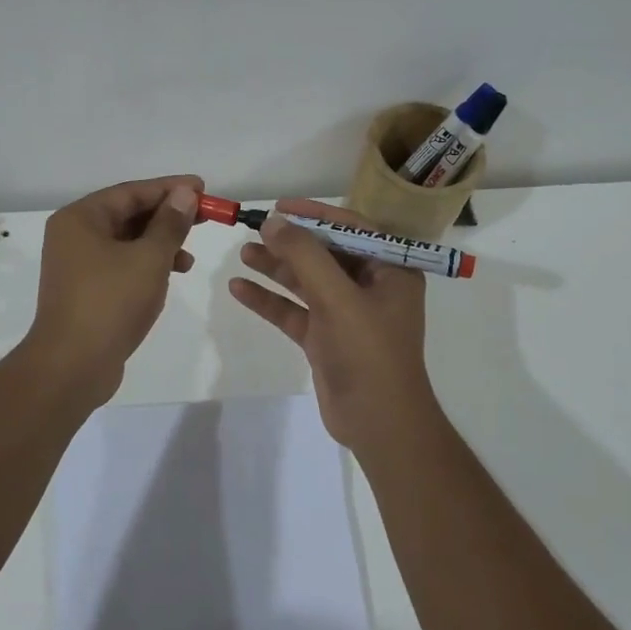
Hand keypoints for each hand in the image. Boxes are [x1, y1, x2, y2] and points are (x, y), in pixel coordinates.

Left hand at [26, 176, 202, 401]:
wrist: (72, 366)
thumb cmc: (111, 303)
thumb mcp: (149, 258)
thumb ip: (170, 224)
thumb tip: (184, 194)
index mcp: (80, 219)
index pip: (131, 192)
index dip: (169, 188)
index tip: (202, 187)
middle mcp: (74, 236)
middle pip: (127, 214)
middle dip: (167, 216)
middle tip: (204, 217)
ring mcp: (78, 265)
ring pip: (126, 242)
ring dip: (160, 243)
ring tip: (189, 256)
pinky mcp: (86, 291)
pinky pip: (121, 265)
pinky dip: (147, 265)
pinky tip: (171, 275)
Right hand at [228, 199, 442, 453]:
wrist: (379, 423)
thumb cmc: (369, 353)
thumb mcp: (338, 298)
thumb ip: (305, 257)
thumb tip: (273, 222)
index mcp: (391, 271)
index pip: (351, 229)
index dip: (315, 214)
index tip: (280, 206)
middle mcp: (370, 287)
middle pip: (325, 254)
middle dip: (291, 242)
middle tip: (255, 229)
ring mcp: (346, 314)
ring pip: (306, 282)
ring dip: (277, 268)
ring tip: (243, 253)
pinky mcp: (325, 338)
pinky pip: (294, 311)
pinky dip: (270, 300)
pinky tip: (239, 289)